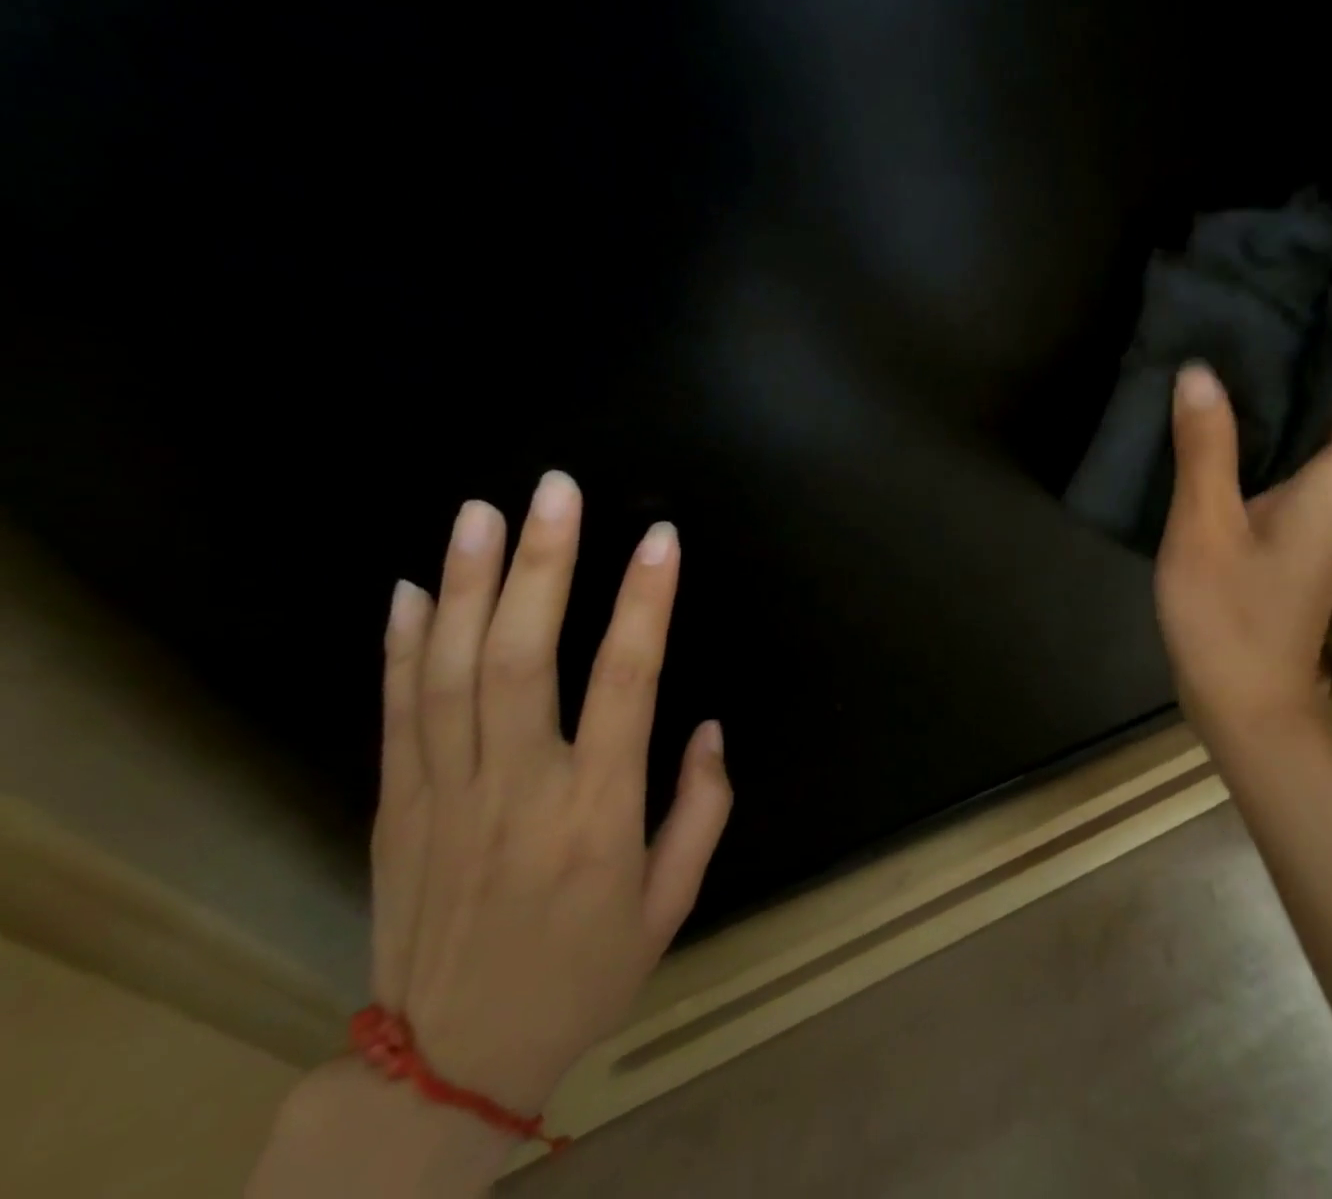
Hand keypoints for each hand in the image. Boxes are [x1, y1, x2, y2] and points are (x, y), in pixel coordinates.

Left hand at [372, 472, 730, 1116]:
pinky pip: (396, 713)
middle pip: (521, 658)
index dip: (645, 602)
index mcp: (597, 814)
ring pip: (450, 672)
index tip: (661, 538)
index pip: (626, 682)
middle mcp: (517, 790)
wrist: (446, 1068)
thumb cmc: (582, 974)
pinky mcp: (395, 808)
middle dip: (541, 565)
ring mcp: (443, 796)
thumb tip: (707, 726)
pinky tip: (415, 586)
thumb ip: (702, 810)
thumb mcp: (672, 905)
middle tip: (555, 491)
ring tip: (483, 512)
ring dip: (468, 584)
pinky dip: (403, 645)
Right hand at [1154, 343, 1331, 744]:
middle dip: (1320, 369)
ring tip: (1231, 370)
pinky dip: (1268, 442)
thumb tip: (1200, 373)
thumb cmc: (1228, 619)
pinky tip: (1217, 434)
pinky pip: (1295, 473)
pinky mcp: (1293, 541)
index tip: (1319, 323)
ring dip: (1290, 405)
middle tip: (1258, 334)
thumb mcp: (1204, 528)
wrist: (1245, 705)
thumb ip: (1205, 450)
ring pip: (1325, 445)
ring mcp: (1320, 524)